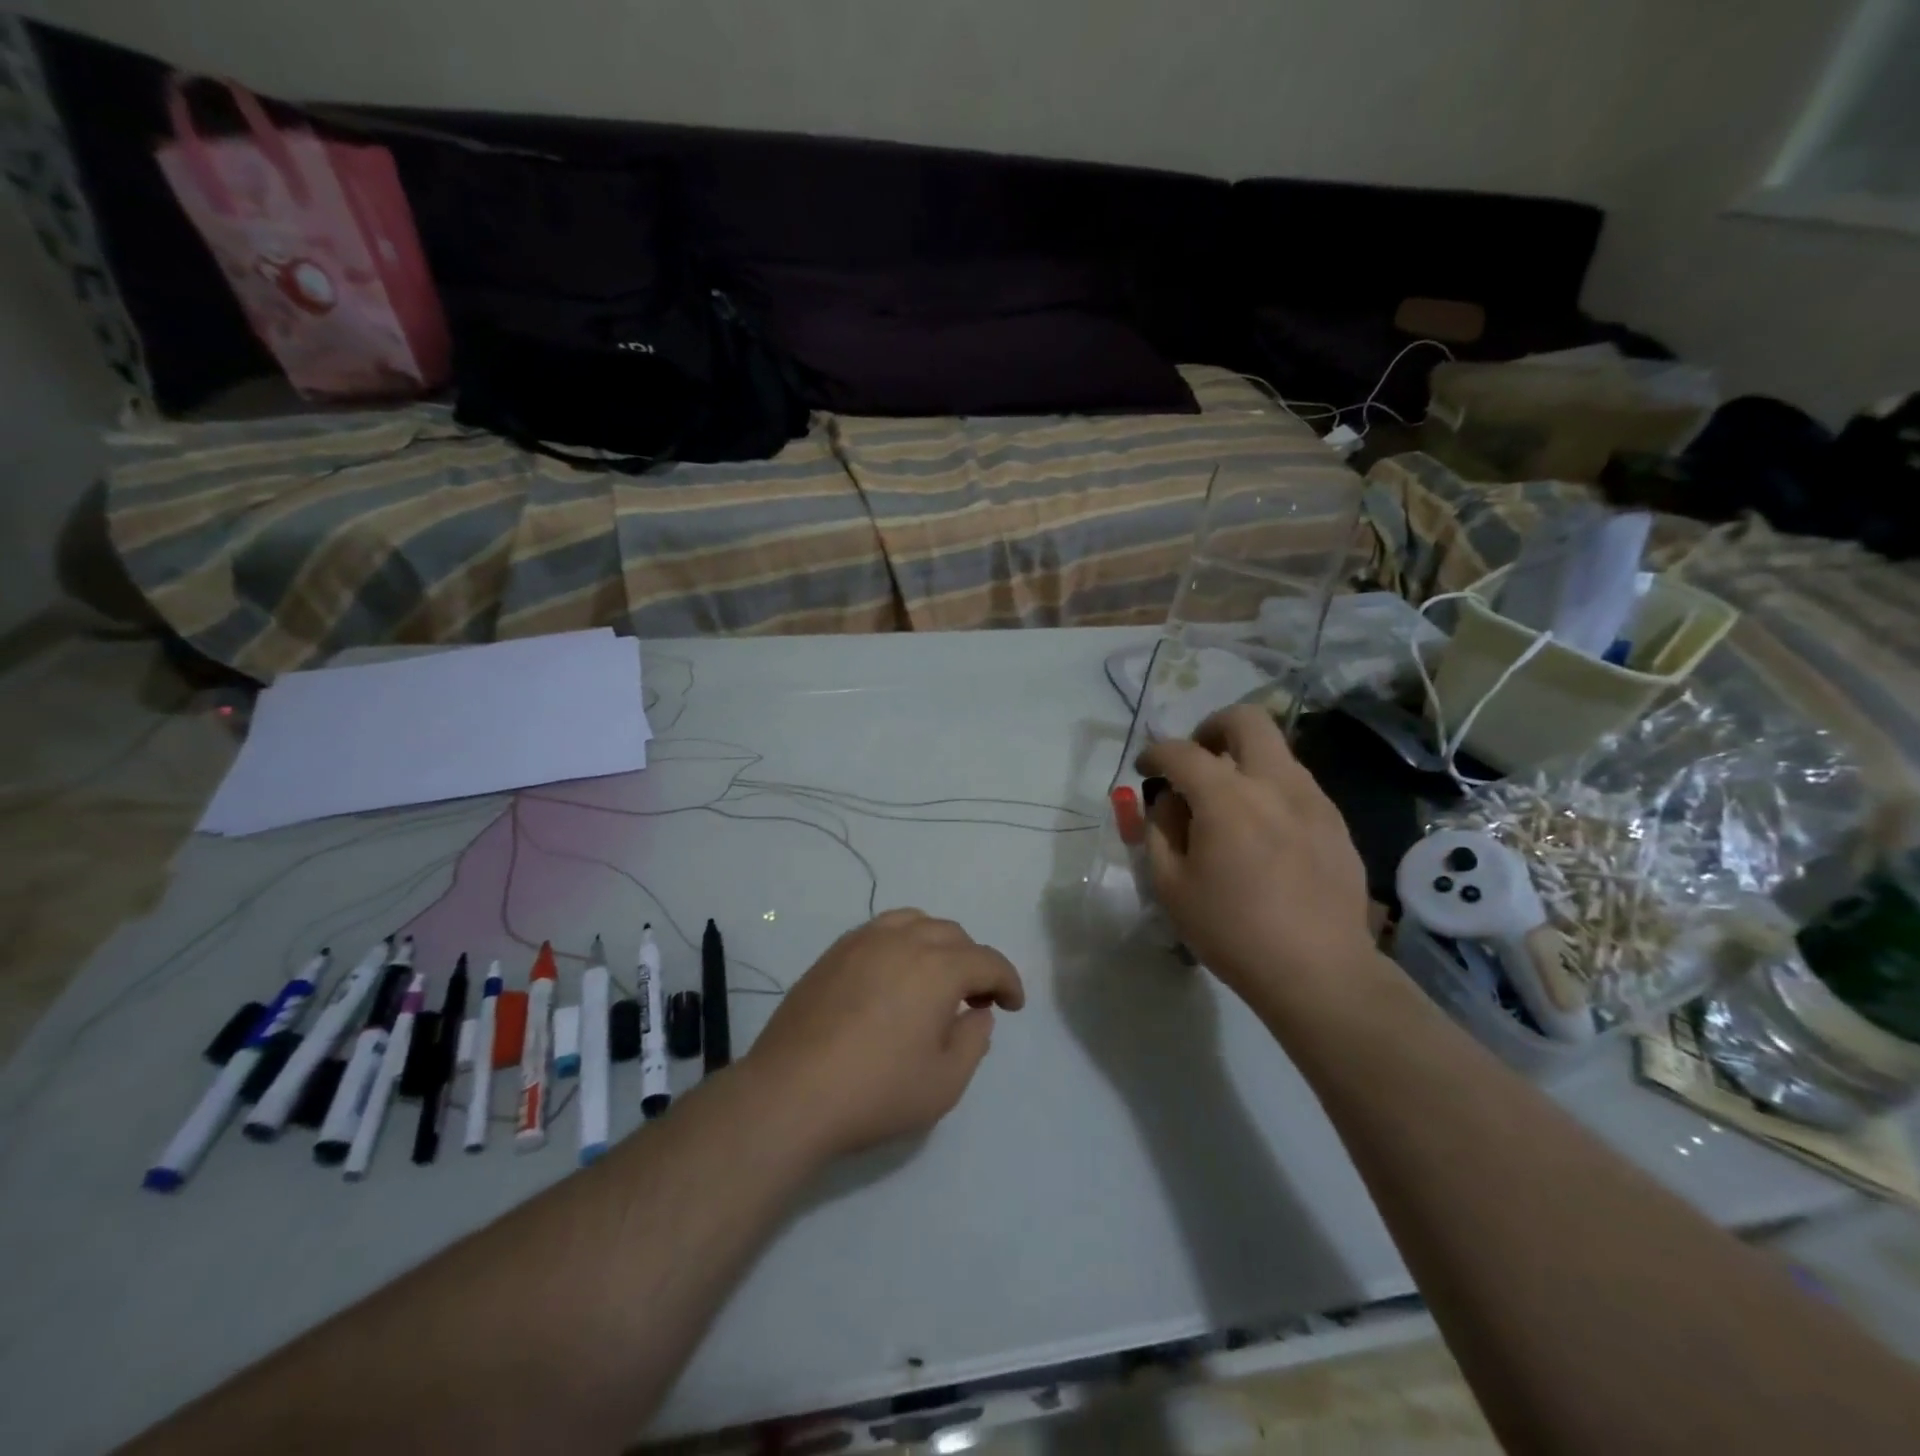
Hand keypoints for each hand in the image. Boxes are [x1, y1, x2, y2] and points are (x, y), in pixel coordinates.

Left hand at [744, 910, 1025, 1159]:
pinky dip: (902, 942)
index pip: (987, 960)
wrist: (791, 1093)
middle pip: (953, 934)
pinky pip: (880, 930)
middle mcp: (903, 941)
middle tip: (974, 998)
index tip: (1013, 1005)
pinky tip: (894, 975)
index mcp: (938, 968)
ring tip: (935, 978)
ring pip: (915, 922)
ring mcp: (863, 942)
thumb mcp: (945, 1082)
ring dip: (937, 944)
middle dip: (973, 962)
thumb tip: (977, 1012)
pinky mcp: (833, 953)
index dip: (1008, 980)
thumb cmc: (877, 1091)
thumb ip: (973, 1040)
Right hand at [1137, 705, 1377, 1021]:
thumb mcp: (1171, 886)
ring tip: (1228, 805)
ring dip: (1244, 761)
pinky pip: (1296, 785)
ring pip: (1275, 751)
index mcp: (1227, 798)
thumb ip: (1160, 831)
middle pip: (1245, 720)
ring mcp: (1313, 800)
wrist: (1319, 971)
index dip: (1155, 754)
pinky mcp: (1336, 823)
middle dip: (1211, 728)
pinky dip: (1270, 790)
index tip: (1145, 770)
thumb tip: (1169, 801)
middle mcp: (1274, 783)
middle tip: (1197, 760)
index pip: (1181, 752)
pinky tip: (1263, 834)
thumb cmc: (1232, 931)